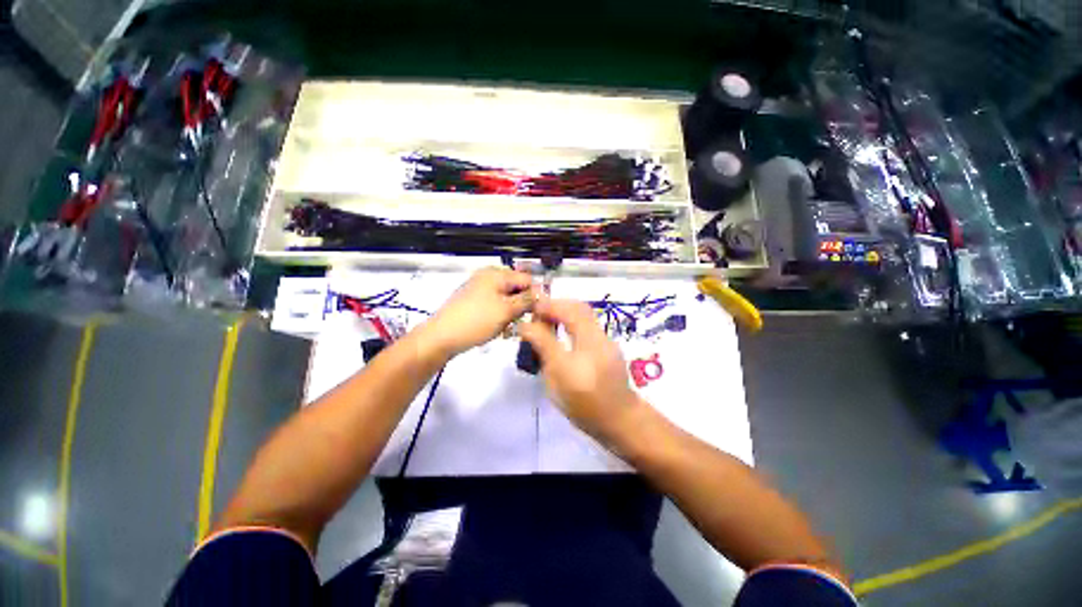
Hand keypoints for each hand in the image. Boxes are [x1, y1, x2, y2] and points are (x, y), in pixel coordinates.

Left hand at [421, 267, 535, 358]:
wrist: (441, 337)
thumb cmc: (476, 321)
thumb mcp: (507, 310)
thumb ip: (527, 300)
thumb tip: (542, 294)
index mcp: (496, 274)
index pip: (527, 279)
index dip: (536, 294)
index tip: (540, 312)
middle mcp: (488, 277)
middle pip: (516, 288)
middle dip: (523, 305)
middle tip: (523, 321)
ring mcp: (479, 289)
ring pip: (506, 299)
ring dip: (512, 312)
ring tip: (509, 328)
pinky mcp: (474, 302)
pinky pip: (495, 305)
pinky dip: (500, 315)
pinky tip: (500, 328)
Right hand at [519, 298, 646, 444]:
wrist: (620, 421)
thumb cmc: (584, 405)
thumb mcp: (556, 379)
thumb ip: (543, 347)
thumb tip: (526, 326)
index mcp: (586, 345)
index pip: (565, 314)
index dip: (545, 308)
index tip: (530, 309)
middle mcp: (599, 337)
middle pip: (578, 308)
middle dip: (556, 304)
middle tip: (538, 312)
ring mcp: (606, 341)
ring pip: (584, 315)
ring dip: (564, 311)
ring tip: (547, 320)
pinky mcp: (608, 346)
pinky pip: (588, 325)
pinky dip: (572, 321)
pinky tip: (563, 333)